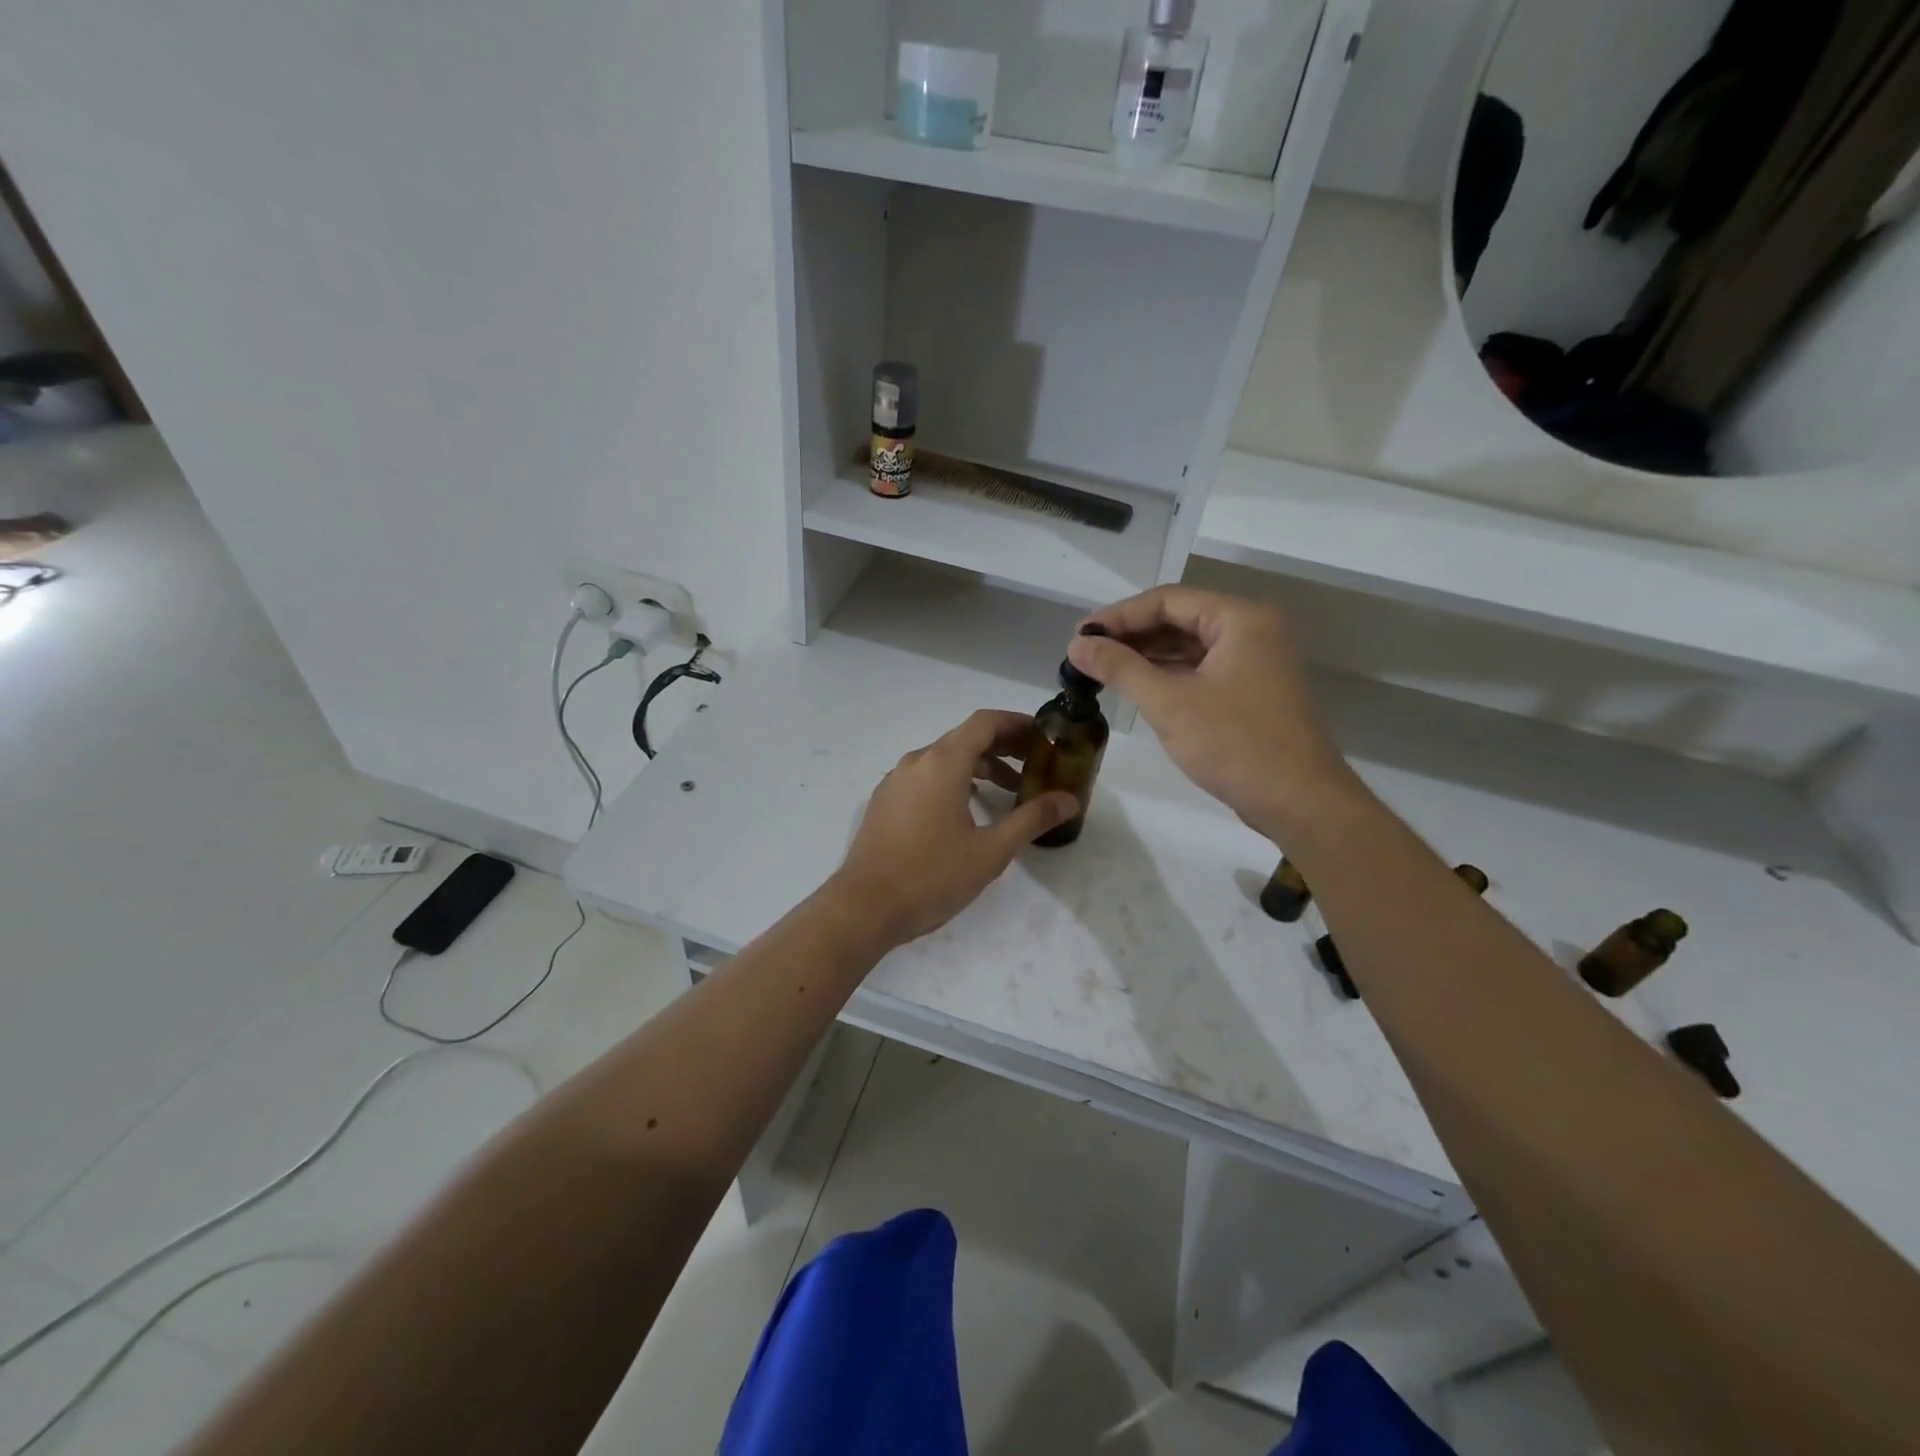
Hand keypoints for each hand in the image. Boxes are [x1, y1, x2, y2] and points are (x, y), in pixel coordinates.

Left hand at [831, 710, 1078, 948]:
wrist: (864, 907)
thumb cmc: (932, 875)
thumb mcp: (991, 850)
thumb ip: (1032, 819)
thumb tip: (1069, 801)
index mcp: (942, 762)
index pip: (985, 722)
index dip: (1017, 723)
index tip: (1043, 737)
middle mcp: (916, 761)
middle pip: (965, 738)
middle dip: (1003, 747)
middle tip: (1034, 765)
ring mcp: (895, 781)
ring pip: (944, 759)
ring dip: (979, 767)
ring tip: (1009, 792)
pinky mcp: (884, 802)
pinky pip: (925, 777)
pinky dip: (953, 781)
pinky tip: (967, 811)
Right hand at [1069, 587, 1359, 838]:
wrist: (1300, 802)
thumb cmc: (1235, 743)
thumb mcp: (1168, 702)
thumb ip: (1120, 667)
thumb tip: (1076, 646)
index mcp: (1240, 618)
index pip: (1167, 600)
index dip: (1118, 615)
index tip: (1079, 636)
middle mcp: (1253, 630)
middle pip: (1180, 619)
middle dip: (1131, 635)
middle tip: (1086, 654)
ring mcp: (1257, 661)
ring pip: (1191, 646)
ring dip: (1148, 656)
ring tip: (1103, 670)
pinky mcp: (1255, 691)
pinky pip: (1203, 670)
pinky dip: (1170, 676)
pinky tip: (1138, 688)